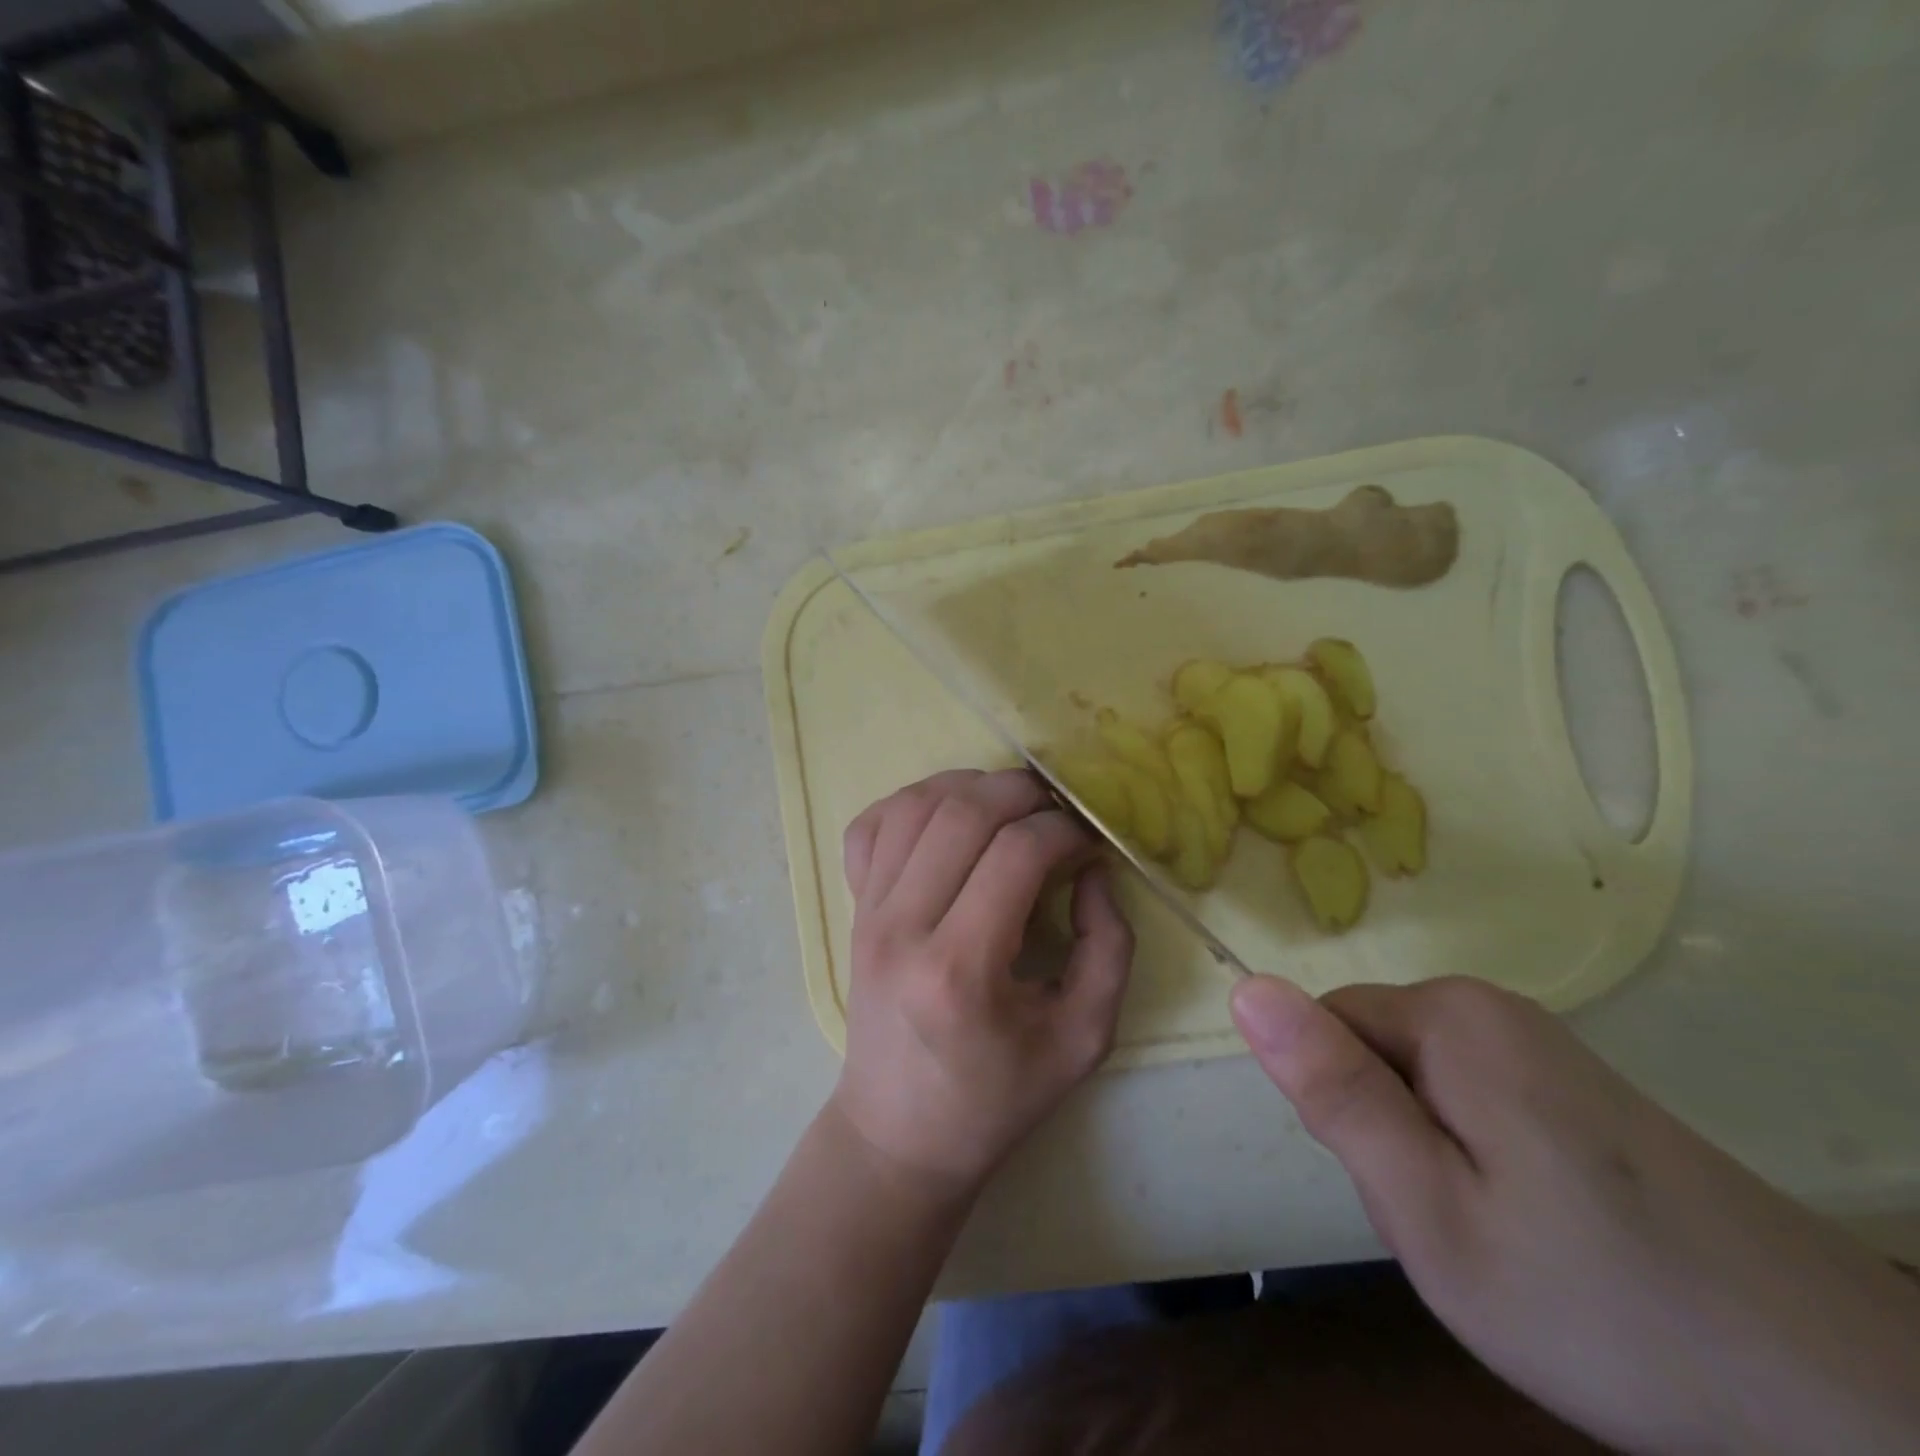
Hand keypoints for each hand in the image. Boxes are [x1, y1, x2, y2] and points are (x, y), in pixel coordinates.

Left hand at [830, 769, 1133, 1196]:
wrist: (898, 1133)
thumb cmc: (995, 1098)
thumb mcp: (1082, 1039)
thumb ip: (1109, 948)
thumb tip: (1092, 870)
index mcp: (961, 969)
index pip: (1016, 853)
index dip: (1064, 830)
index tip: (1088, 842)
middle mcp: (902, 927)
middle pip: (963, 812)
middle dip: (1023, 792)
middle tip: (1057, 810)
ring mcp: (866, 912)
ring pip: (914, 805)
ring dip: (971, 786)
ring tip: (1011, 806)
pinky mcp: (851, 909)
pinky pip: (870, 826)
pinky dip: (911, 802)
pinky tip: (948, 817)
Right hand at [1231, 974, 1919, 1455]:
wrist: (1843, 1404)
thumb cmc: (1597, 1301)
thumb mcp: (1428, 1209)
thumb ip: (1332, 1091)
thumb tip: (1245, 989)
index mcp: (1448, 1016)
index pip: (1324, 1026)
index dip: (1343, 1111)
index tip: (1402, 1187)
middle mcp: (1490, 1006)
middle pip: (1373, 1050)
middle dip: (1385, 1132)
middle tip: (1454, 1224)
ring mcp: (1541, 1043)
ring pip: (1418, 1081)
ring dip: (1429, 1151)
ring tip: (1500, 1235)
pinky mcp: (1575, 1084)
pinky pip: (1473, 1098)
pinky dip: (1480, 1160)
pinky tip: (1543, 1229)